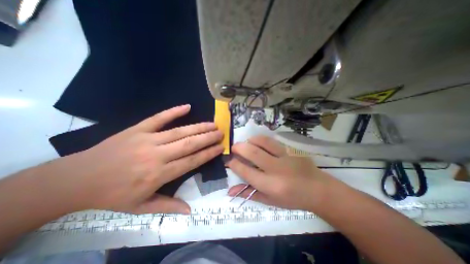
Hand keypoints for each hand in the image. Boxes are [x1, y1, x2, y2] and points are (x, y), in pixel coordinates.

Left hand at [52, 105, 224, 214]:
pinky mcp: (137, 129)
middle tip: (221, 133)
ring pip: (179, 131)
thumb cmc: (111, 196)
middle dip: (208, 138)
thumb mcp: (140, 208)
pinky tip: (187, 106)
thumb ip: (168, 206)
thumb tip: (189, 211)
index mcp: (159, 174)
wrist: (74, 181)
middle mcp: (157, 155)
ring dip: (198, 127)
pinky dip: (173, 111)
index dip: (208, 153)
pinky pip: (158, 118)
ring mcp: (147, 139)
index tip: (220, 147)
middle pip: (189, 144)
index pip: (191, 161)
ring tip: (212, 124)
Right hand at [227, 135, 340, 210]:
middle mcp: (277, 169)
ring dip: (251, 141)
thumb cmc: (292, 198)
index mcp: (271, 185)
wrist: (317, 189)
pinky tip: (258, 142)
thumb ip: (249, 194)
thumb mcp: (269, 200)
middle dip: (239, 148)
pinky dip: (261, 140)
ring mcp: (285, 156)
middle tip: (234, 147)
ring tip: (246, 143)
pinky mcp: (291, 149)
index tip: (230, 161)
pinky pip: (272, 140)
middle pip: (253, 153)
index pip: (246, 172)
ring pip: (263, 142)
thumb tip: (230, 191)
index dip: (234, 164)